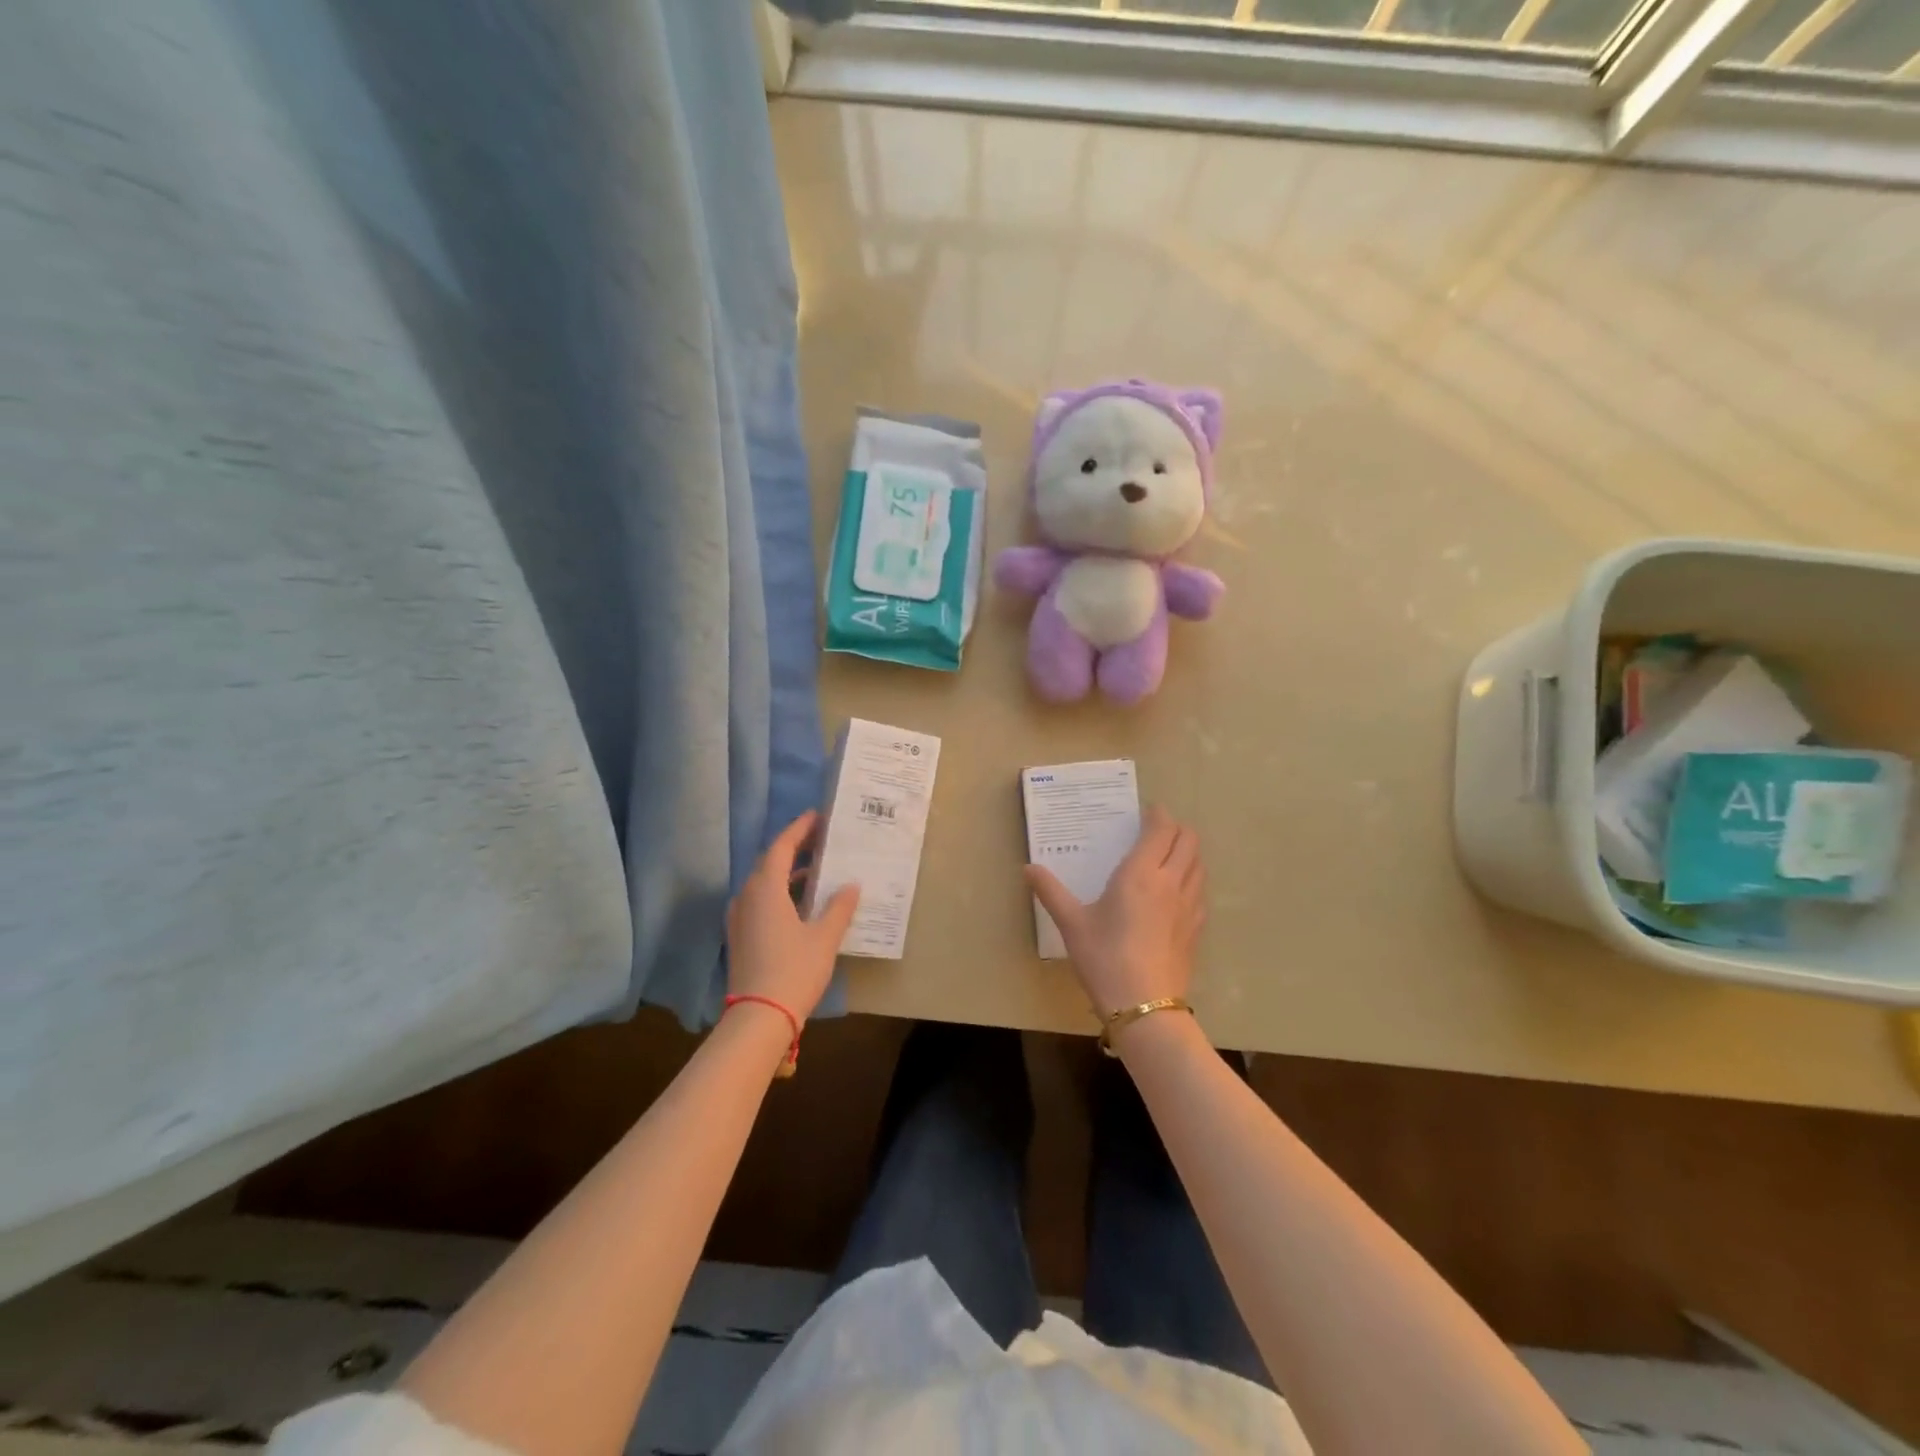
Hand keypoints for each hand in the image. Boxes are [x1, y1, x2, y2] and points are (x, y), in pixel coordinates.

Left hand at [726, 811, 858, 1020]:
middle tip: (822, 840)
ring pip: (764, 884)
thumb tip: (851, 885)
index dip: (799, 829)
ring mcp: (740, 918)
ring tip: (818, 870)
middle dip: (795, 848)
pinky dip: (781, 893)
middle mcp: (747, 897)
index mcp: (765, 888)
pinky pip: (761, 902)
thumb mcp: (824, 937)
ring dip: (788, 873)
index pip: (781, 847)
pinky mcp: (740, 936)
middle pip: (770, 863)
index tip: (817, 816)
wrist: (758, 1018)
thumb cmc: (794, 970)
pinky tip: (802, 903)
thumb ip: (839, 907)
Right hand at [1025, 805, 1205, 1018]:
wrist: (1145, 1006)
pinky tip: (1175, 893)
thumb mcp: (1071, 923)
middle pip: (1188, 840)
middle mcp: (1171, 882)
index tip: (1145, 811)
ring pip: (1199, 864)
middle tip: (1155, 830)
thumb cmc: (1104, 958)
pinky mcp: (1197, 928)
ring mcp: (1190, 906)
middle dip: (1175, 828)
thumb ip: (1051, 892)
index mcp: (1142, 873)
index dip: (1157, 814)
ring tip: (1166, 856)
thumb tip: (1028, 868)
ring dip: (1187, 851)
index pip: (1162, 829)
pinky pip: (1200, 890)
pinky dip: (1192, 878)